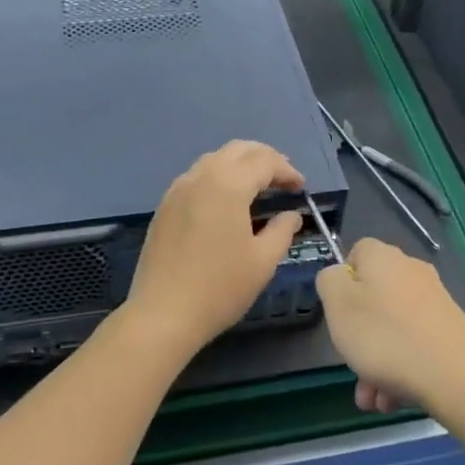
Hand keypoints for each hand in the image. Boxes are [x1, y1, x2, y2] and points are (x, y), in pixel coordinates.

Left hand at [123, 140, 304, 356]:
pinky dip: (218, 178)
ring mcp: (177, 191)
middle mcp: (200, 177)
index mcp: (227, 185)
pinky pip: (196, 178)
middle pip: (237, 150)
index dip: (287, 170)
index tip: (301, 188)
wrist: (163, 314)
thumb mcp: (262, 261)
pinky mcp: (164, 208)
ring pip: (213, 160)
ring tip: (257, 187)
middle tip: (283, 179)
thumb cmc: (220, 288)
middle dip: (264, 158)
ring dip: (239, 165)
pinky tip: (226, 202)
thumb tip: (291, 216)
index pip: (264, 161)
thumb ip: (282, 231)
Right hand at [315, 237, 464, 415]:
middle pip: (373, 298)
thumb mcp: (338, 305)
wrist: (455, 376)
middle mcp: (412, 272)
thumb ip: (329, 281)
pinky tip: (393, 399)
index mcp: (383, 258)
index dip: (342, 281)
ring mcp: (435, 302)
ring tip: (373, 398)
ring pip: (392, 328)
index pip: (356, 253)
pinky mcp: (450, 330)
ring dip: (376, 362)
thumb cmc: (385, 337)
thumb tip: (339, 276)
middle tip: (351, 365)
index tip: (338, 312)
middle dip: (358, 336)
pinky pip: (414, 345)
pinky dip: (400, 368)